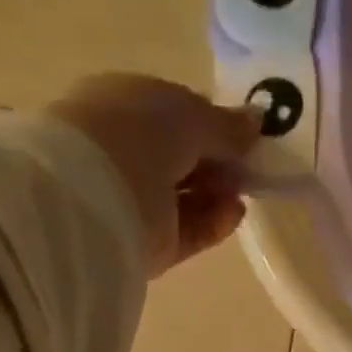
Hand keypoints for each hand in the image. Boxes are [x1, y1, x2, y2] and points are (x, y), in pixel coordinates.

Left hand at [46, 73, 262, 276]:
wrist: (95, 200)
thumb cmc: (137, 135)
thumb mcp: (188, 116)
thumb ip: (225, 125)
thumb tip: (257, 122)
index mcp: (126, 105)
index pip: (176, 114)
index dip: (212, 124)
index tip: (244, 136)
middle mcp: (130, 153)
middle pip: (184, 160)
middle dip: (218, 163)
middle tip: (246, 167)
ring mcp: (139, 203)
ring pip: (190, 199)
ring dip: (219, 194)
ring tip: (241, 193)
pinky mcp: (152, 246)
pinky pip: (190, 232)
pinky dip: (214, 223)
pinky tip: (233, 214)